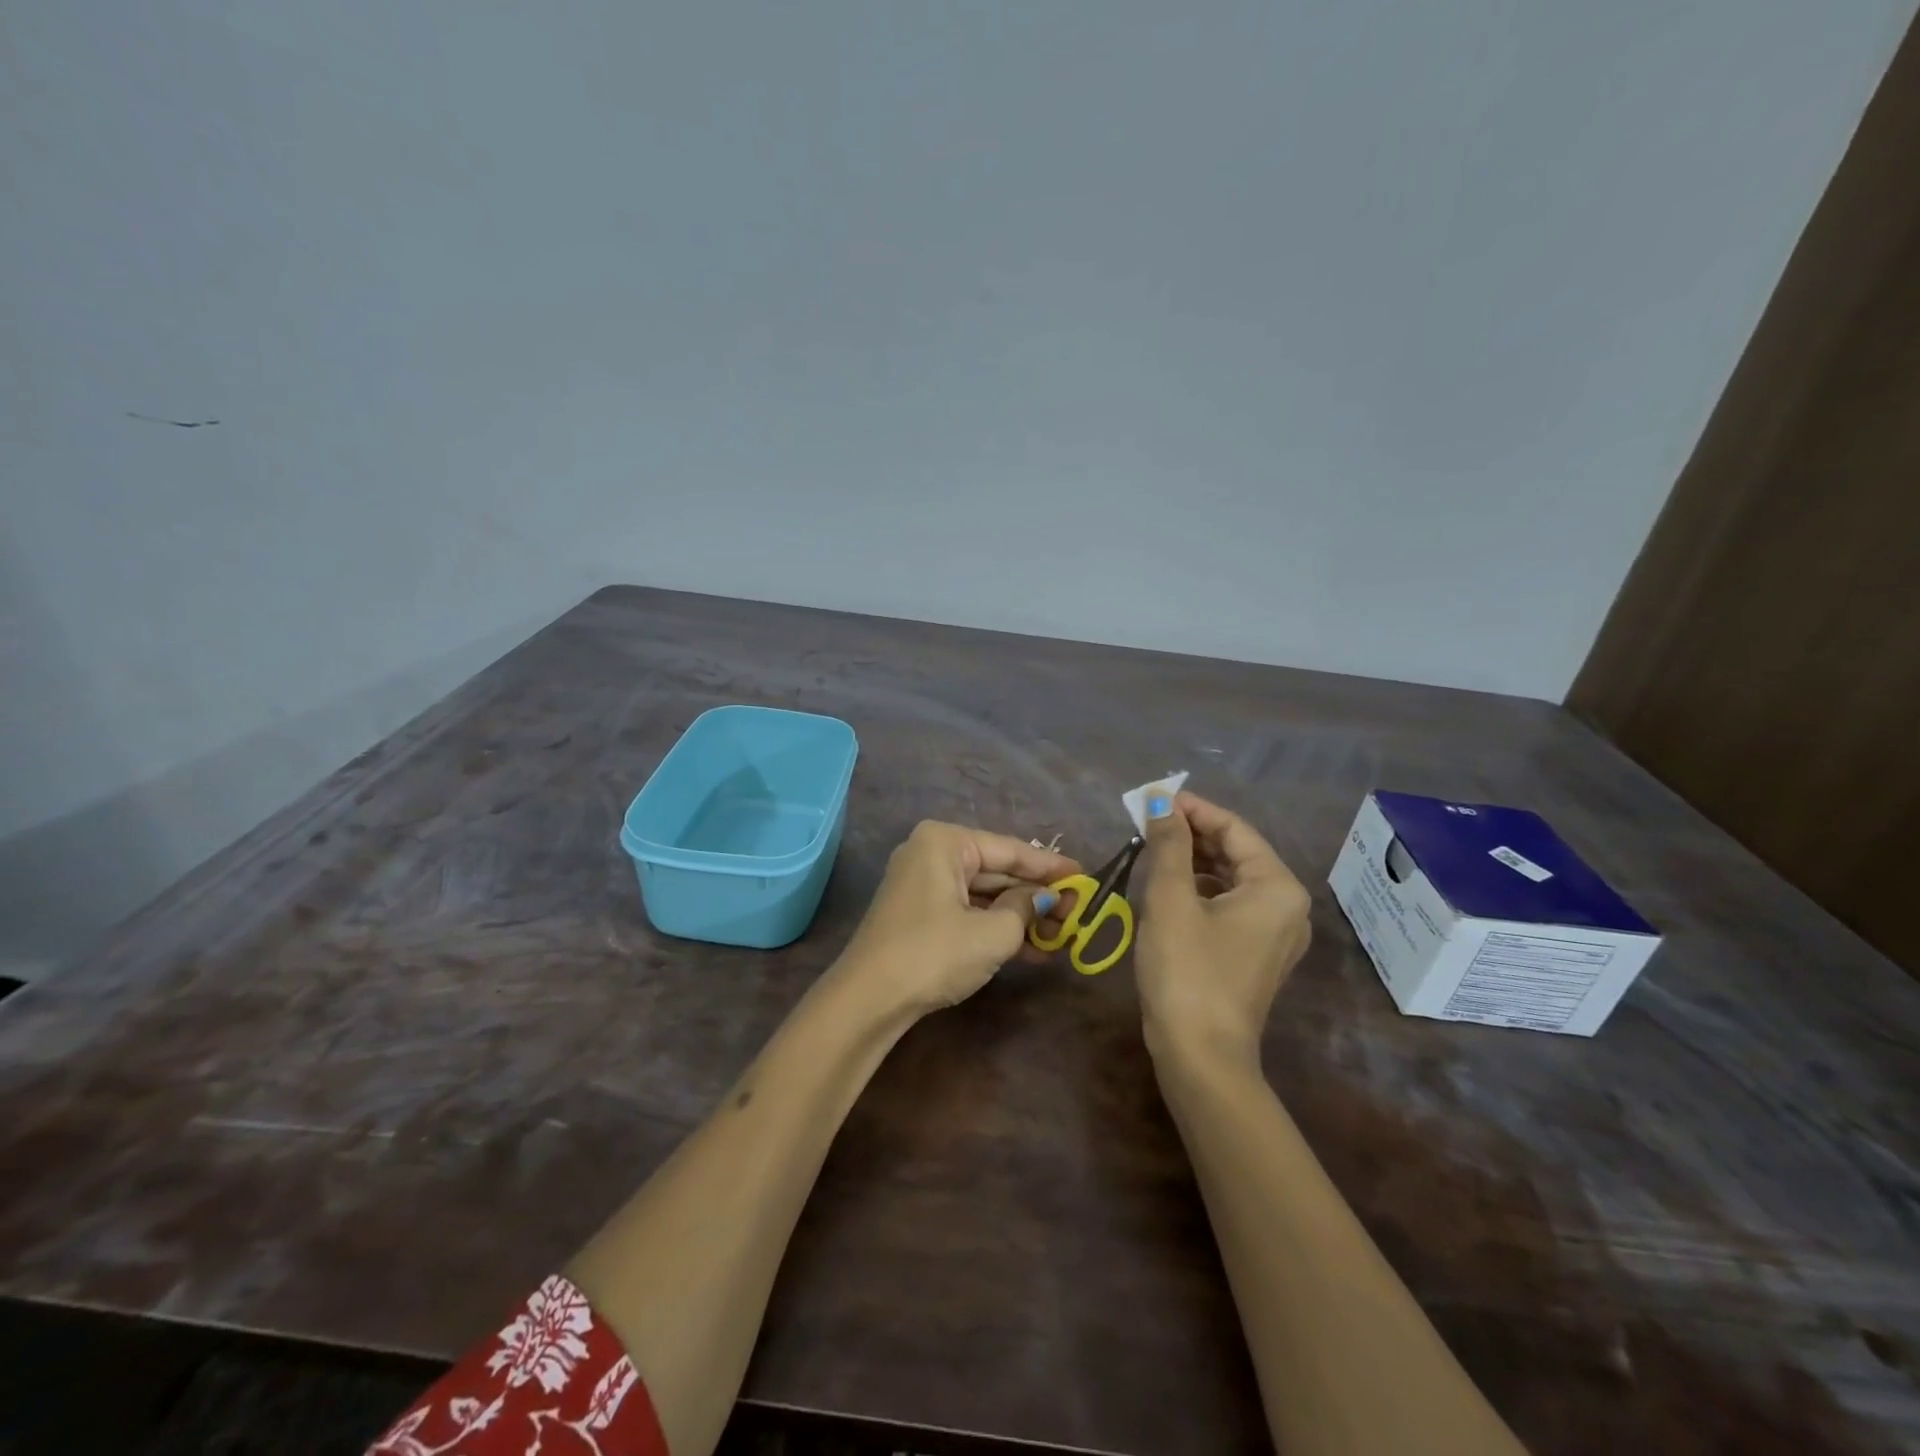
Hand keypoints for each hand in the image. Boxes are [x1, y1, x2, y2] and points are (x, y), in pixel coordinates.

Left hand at [839, 821, 1078, 1014]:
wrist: (869, 999)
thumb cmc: (934, 953)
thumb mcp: (992, 932)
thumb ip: (1026, 909)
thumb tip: (1044, 899)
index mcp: (945, 842)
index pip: (1010, 850)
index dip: (1050, 867)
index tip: (1085, 877)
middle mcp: (931, 854)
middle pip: (996, 871)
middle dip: (1037, 895)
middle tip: (1078, 912)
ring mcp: (922, 885)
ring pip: (983, 895)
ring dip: (1021, 916)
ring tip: (1063, 935)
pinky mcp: (919, 914)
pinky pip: (967, 911)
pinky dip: (997, 928)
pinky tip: (1033, 949)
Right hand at [1136, 791, 1311, 1067]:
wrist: (1200, 1056)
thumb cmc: (1187, 970)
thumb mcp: (1171, 899)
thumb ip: (1168, 843)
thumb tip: (1161, 799)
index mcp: (1277, 886)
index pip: (1234, 828)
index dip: (1192, 808)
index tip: (1152, 798)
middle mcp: (1286, 905)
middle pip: (1236, 852)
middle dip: (1191, 834)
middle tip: (1146, 821)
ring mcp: (1274, 933)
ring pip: (1231, 878)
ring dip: (1193, 860)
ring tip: (1152, 849)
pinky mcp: (1256, 954)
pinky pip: (1230, 904)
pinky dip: (1200, 889)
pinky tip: (1168, 887)